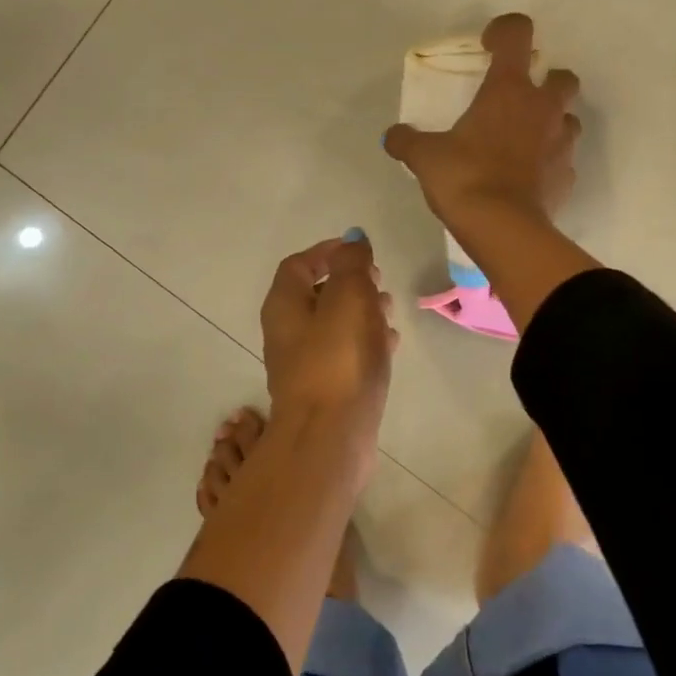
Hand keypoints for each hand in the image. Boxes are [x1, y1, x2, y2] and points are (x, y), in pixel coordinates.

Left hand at [261, 234, 398, 422]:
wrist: (330, 436)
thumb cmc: (337, 360)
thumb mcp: (348, 298)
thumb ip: (352, 265)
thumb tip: (352, 239)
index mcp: (285, 306)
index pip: (299, 265)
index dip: (327, 252)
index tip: (360, 251)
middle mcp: (288, 333)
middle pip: (316, 294)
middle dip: (349, 282)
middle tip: (379, 279)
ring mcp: (306, 364)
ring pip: (334, 325)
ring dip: (361, 310)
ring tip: (390, 307)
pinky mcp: (327, 389)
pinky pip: (345, 353)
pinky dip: (365, 340)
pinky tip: (390, 343)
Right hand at [382, 13, 580, 233]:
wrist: (502, 228)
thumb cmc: (464, 178)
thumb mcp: (425, 157)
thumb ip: (408, 141)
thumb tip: (393, 136)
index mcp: (509, 89)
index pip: (518, 33)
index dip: (504, 30)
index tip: (488, 47)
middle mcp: (543, 108)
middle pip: (563, 77)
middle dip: (546, 82)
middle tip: (519, 100)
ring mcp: (561, 143)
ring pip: (568, 119)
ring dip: (551, 123)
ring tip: (524, 141)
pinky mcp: (567, 176)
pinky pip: (562, 161)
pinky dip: (549, 163)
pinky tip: (528, 178)